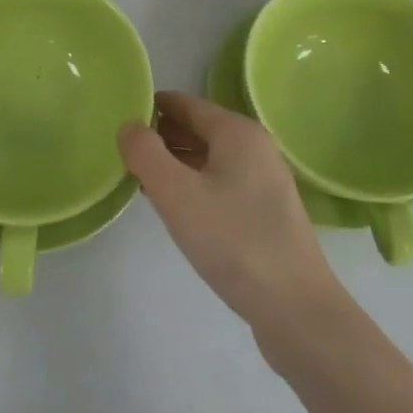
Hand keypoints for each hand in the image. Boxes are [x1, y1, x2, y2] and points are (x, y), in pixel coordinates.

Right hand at [120, 91, 349, 340]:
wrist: (295, 308)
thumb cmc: (233, 241)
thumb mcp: (177, 194)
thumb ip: (145, 154)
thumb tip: (128, 126)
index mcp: (237, 131)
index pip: (183, 104)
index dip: (149, 108)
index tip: (117, 121)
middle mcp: (254, 147)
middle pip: (197, 128)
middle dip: (159, 137)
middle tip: (121, 155)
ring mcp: (264, 180)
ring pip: (208, 158)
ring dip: (174, 164)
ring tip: (139, 180)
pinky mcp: (265, 211)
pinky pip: (220, 182)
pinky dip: (193, 185)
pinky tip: (174, 208)